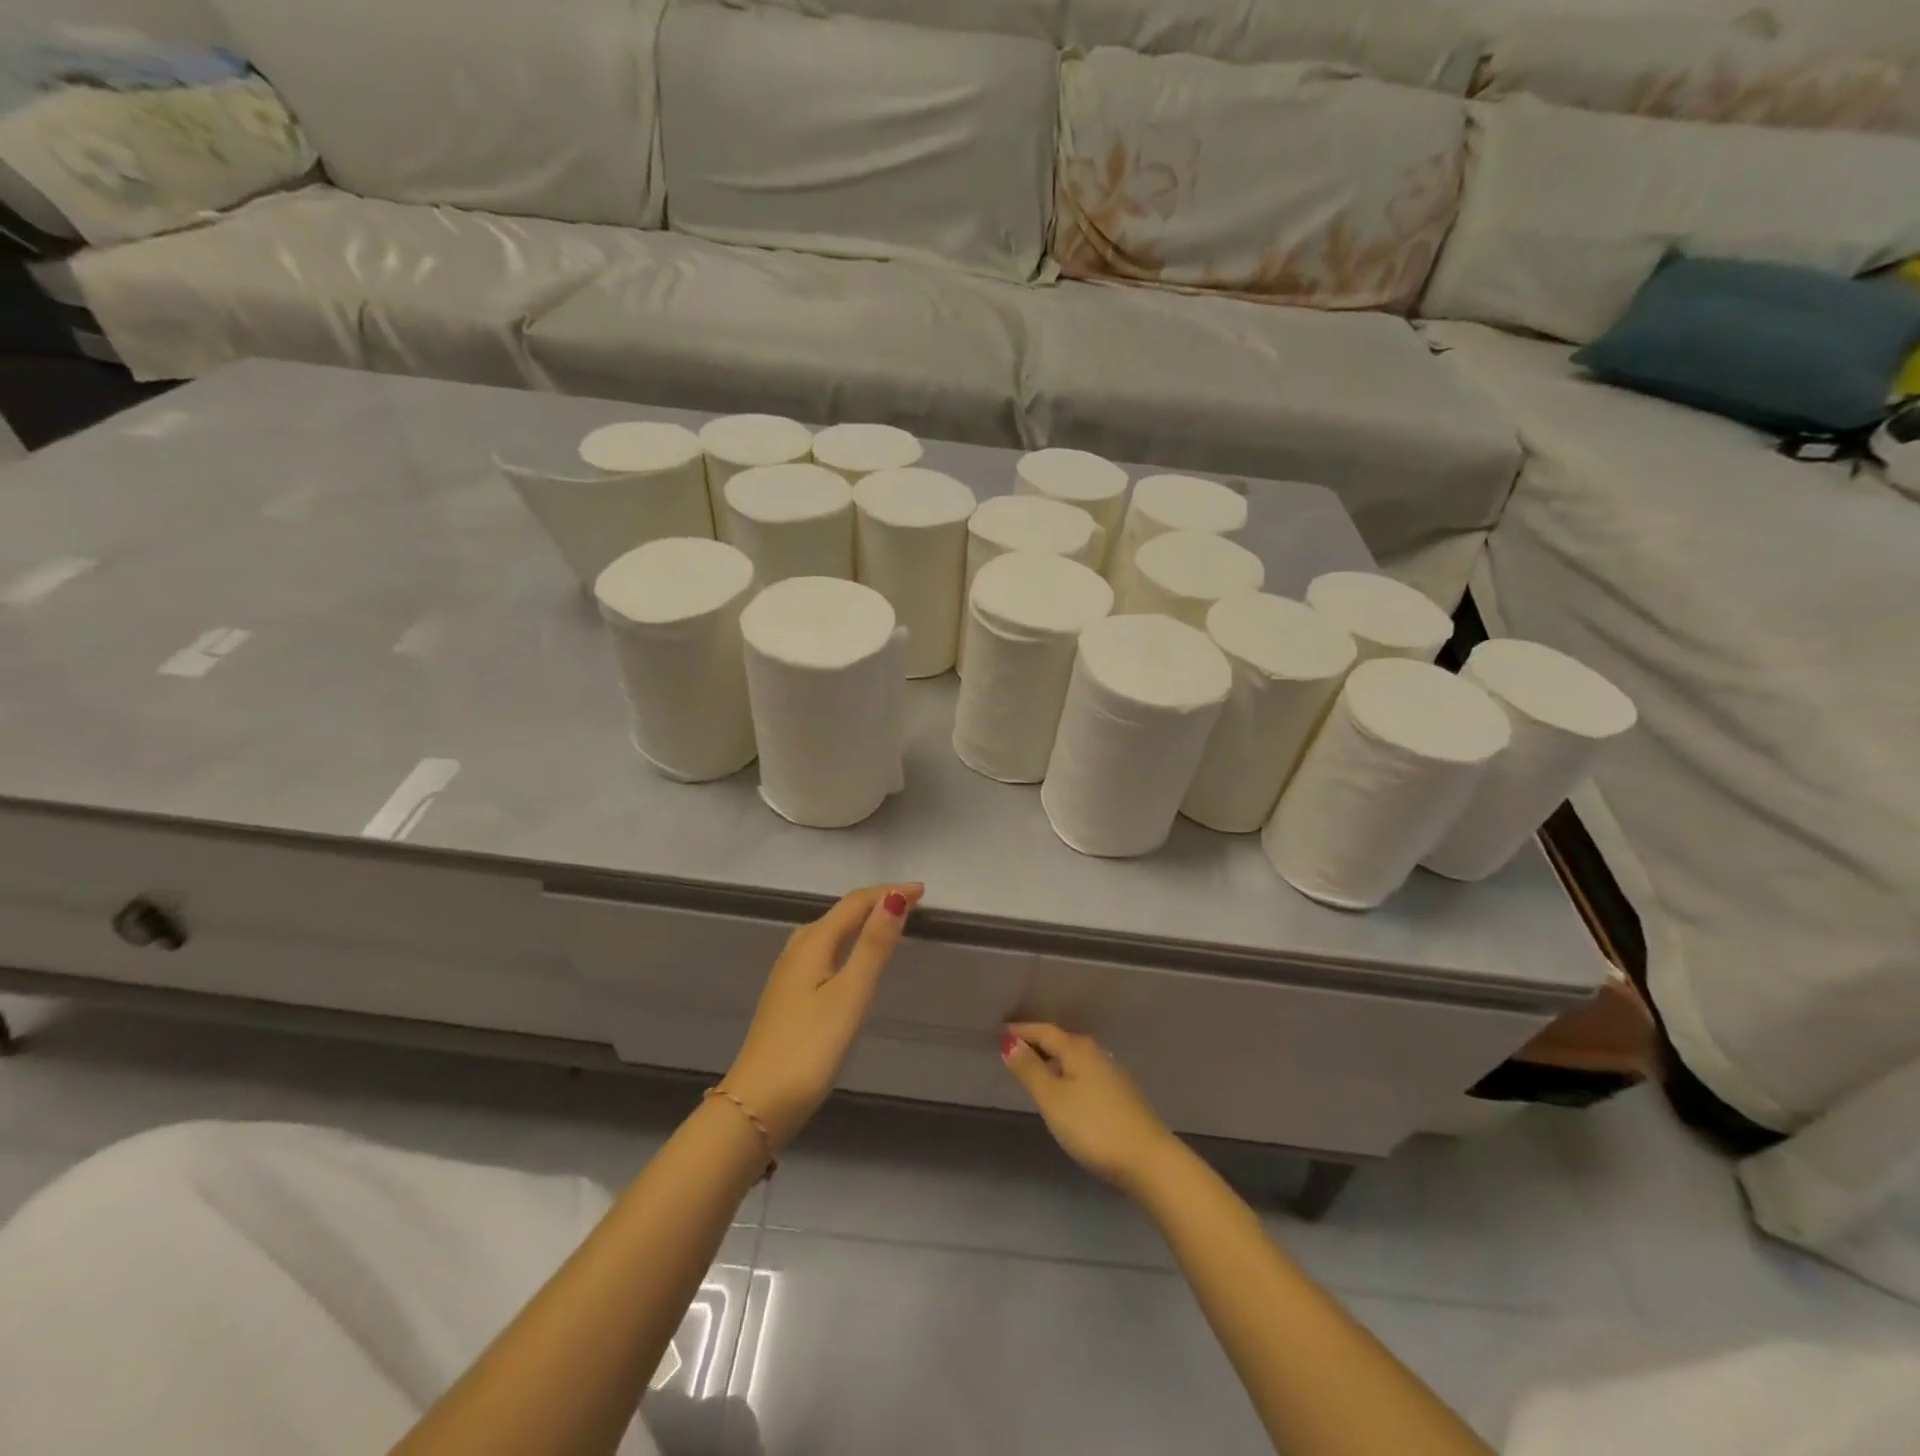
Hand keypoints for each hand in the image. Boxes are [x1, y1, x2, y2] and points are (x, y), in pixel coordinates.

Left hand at [721, 883, 923, 1150]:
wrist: (757, 1104)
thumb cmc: (809, 1048)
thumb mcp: (850, 995)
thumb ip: (873, 945)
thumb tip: (896, 896)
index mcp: (813, 943)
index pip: (855, 903)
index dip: (889, 892)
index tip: (924, 890)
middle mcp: (798, 949)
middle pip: (841, 913)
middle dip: (876, 902)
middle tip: (913, 903)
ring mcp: (789, 974)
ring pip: (831, 932)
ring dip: (861, 922)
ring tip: (889, 923)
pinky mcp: (788, 996)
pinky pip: (824, 952)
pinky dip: (847, 943)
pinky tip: (852, 960)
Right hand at [1000, 1023, 1183, 1195]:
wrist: (1148, 1159)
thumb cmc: (1093, 1126)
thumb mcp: (1053, 1099)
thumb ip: (1030, 1070)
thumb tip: (1010, 1042)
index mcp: (1077, 1049)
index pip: (1043, 1031)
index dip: (1021, 1030)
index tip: (1000, 1031)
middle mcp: (1096, 1053)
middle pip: (1061, 1040)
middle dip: (1037, 1041)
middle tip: (1013, 1048)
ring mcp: (1112, 1073)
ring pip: (1074, 1057)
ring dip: (1053, 1058)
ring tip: (1035, 1067)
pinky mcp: (1121, 1094)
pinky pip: (1085, 1071)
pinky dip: (1068, 1072)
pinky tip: (1065, 1088)